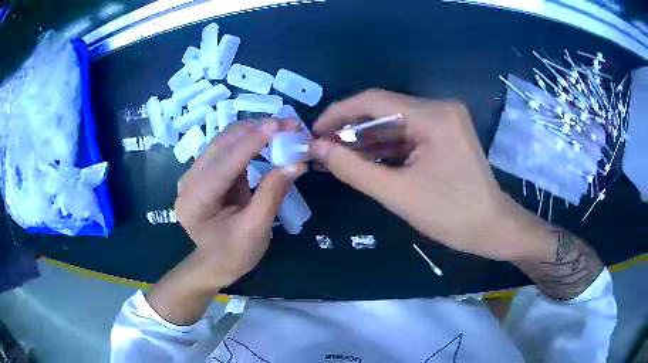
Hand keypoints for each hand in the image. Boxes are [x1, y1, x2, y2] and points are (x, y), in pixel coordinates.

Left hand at [175, 120, 304, 287]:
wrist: (214, 265)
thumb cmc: (234, 255)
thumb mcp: (256, 229)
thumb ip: (272, 193)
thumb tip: (297, 162)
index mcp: (195, 200)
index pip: (225, 163)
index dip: (253, 142)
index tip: (281, 124)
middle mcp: (189, 181)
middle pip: (221, 144)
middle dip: (255, 130)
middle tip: (288, 125)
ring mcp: (194, 175)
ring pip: (224, 141)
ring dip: (253, 132)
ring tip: (282, 130)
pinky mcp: (204, 173)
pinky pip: (226, 149)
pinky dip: (248, 142)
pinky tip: (267, 140)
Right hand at [310, 89, 551, 261]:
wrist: (492, 228)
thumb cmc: (450, 214)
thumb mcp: (397, 193)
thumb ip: (353, 168)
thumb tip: (317, 148)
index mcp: (433, 116)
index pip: (374, 100)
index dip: (339, 113)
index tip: (315, 131)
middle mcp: (440, 108)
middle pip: (384, 109)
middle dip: (351, 128)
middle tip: (324, 148)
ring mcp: (445, 120)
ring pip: (395, 122)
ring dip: (367, 138)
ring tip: (338, 155)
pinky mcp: (446, 133)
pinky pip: (408, 133)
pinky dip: (386, 145)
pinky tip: (366, 157)